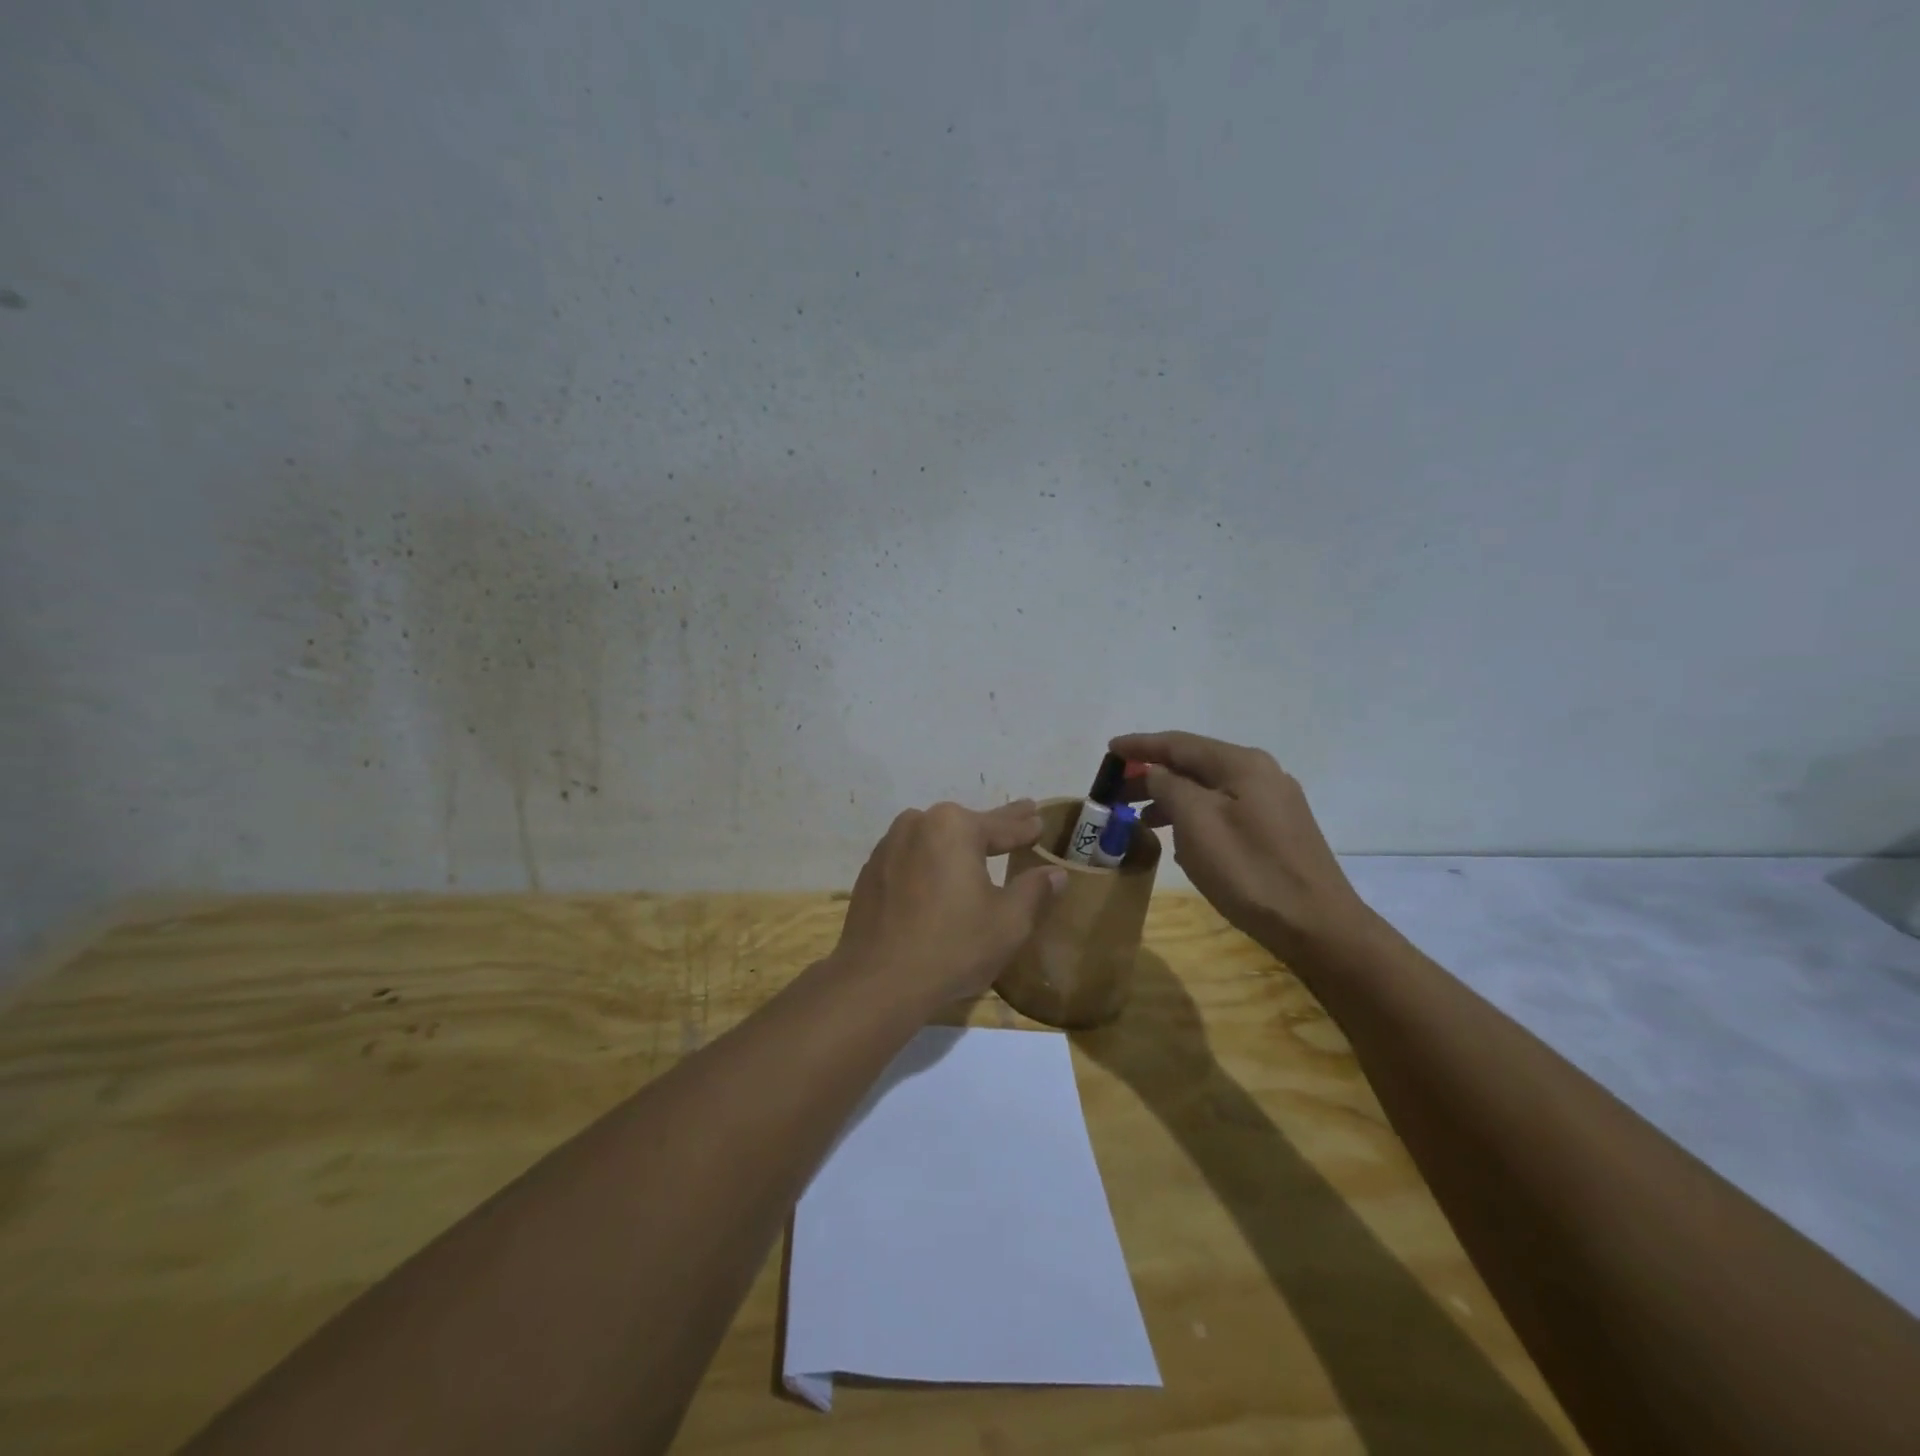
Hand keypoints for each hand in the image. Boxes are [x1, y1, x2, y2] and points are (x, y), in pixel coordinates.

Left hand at [832, 799, 1067, 1009]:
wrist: (877, 981)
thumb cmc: (952, 946)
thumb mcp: (1008, 922)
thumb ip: (1034, 890)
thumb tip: (1055, 873)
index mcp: (954, 826)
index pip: (1001, 825)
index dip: (1024, 827)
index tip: (1039, 820)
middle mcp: (918, 823)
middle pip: (966, 826)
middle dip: (995, 826)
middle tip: (1021, 815)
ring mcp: (888, 846)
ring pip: (935, 839)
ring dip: (957, 844)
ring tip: (979, 848)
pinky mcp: (871, 872)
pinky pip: (911, 858)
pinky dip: (930, 863)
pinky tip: (939, 877)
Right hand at [1111, 731, 1372, 964]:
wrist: (1317, 926)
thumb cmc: (1249, 871)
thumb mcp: (1197, 823)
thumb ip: (1169, 787)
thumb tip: (1155, 772)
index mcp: (1242, 764)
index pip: (1179, 743)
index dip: (1141, 745)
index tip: (1109, 749)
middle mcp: (1261, 773)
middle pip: (1195, 764)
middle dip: (1153, 774)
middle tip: (1117, 791)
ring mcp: (1274, 802)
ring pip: (1209, 789)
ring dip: (1171, 798)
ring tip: (1140, 817)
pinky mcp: (1277, 830)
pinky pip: (1224, 810)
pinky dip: (1194, 815)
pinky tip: (1180, 838)